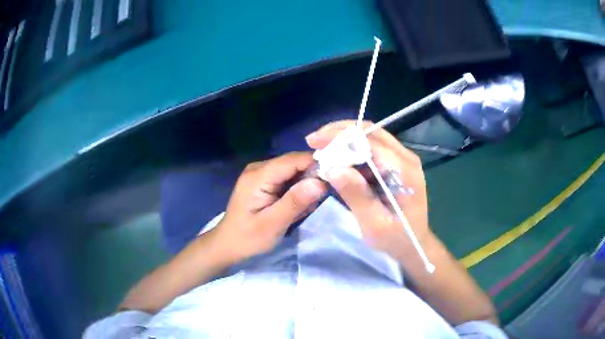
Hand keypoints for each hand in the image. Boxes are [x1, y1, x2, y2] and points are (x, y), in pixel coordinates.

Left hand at [215, 152, 326, 262]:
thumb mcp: (273, 224)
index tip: (335, 179)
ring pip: (293, 171)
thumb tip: (320, 182)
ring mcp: (261, 173)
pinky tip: (295, 208)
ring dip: (304, 188)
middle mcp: (259, 168)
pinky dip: (296, 191)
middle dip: (311, 179)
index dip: (316, 164)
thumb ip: (295, 202)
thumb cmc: (248, 238)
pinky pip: (287, 179)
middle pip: (295, 163)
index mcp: (258, 175)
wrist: (228, 244)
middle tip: (316, 203)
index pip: (294, 159)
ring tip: (303, 210)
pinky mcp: (264, 181)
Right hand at [306, 120, 430, 265]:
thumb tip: (332, 168)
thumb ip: (357, 195)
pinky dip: (353, 149)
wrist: (414, 244)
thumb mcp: (374, 224)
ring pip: (371, 136)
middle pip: (371, 131)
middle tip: (315, 141)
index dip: (340, 136)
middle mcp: (406, 158)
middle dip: (340, 132)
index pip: (370, 141)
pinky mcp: (398, 164)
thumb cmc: (395, 239)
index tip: (314, 141)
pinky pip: (373, 147)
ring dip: (345, 139)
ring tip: (323, 148)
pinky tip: (339, 158)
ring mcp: (404, 159)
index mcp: (404, 171)